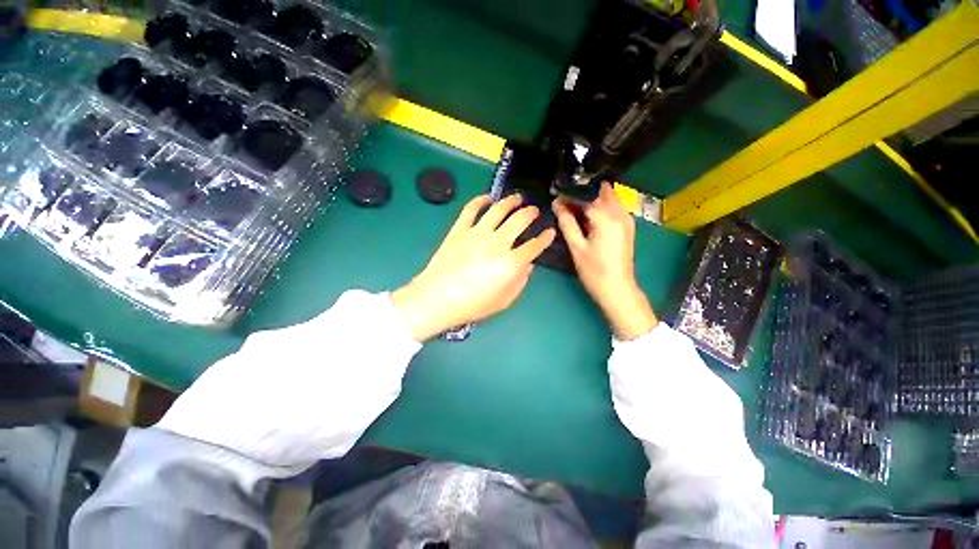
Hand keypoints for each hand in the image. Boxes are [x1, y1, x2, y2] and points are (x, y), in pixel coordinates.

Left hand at [392, 194, 555, 340]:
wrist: (437, 298)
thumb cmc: (472, 305)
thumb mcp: (503, 301)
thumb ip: (520, 283)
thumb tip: (527, 266)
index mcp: (511, 263)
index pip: (534, 246)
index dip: (545, 238)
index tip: (550, 232)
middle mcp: (498, 242)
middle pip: (520, 220)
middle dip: (531, 213)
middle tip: (534, 211)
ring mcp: (477, 233)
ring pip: (499, 209)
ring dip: (511, 201)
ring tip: (517, 198)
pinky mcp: (459, 229)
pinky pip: (471, 209)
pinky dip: (480, 200)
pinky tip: (487, 197)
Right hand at [552, 182, 656, 339]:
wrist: (617, 289)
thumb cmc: (594, 271)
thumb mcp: (576, 247)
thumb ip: (567, 222)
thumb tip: (557, 203)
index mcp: (606, 217)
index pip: (586, 195)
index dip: (570, 194)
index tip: (557, 197)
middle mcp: (620, 213)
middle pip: (601, 190)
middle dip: (583, 193)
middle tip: (566, 203)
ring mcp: (626, 219)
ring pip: (608, 197)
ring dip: (592, 200)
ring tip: (574, 211)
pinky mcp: (627, 226)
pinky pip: (613, 207)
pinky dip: (600, 208)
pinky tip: (588, 219)